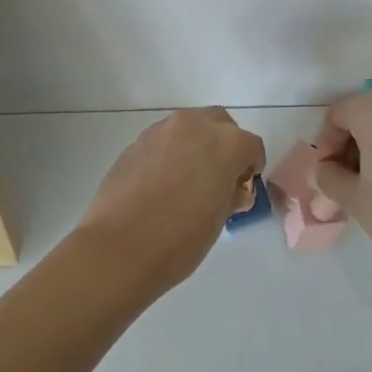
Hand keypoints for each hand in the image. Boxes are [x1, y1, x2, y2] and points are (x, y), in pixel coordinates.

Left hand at [76, 107, 266, 292]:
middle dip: (224, 145)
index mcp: (226, 143)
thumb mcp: (218, 220)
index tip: (243, 188)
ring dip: (196, 145)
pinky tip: (161, 183)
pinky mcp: (136, 142)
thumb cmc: (180, 238)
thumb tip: (232, 190)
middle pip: (220, 124)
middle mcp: (195, 126)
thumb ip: (230, 195)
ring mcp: (161, 131)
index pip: (251, 146)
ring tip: (188, 180)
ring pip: (189, 128)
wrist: (120, 247)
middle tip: (219, 177)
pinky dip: (170, 153)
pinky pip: (163, 141)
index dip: (251, 167)